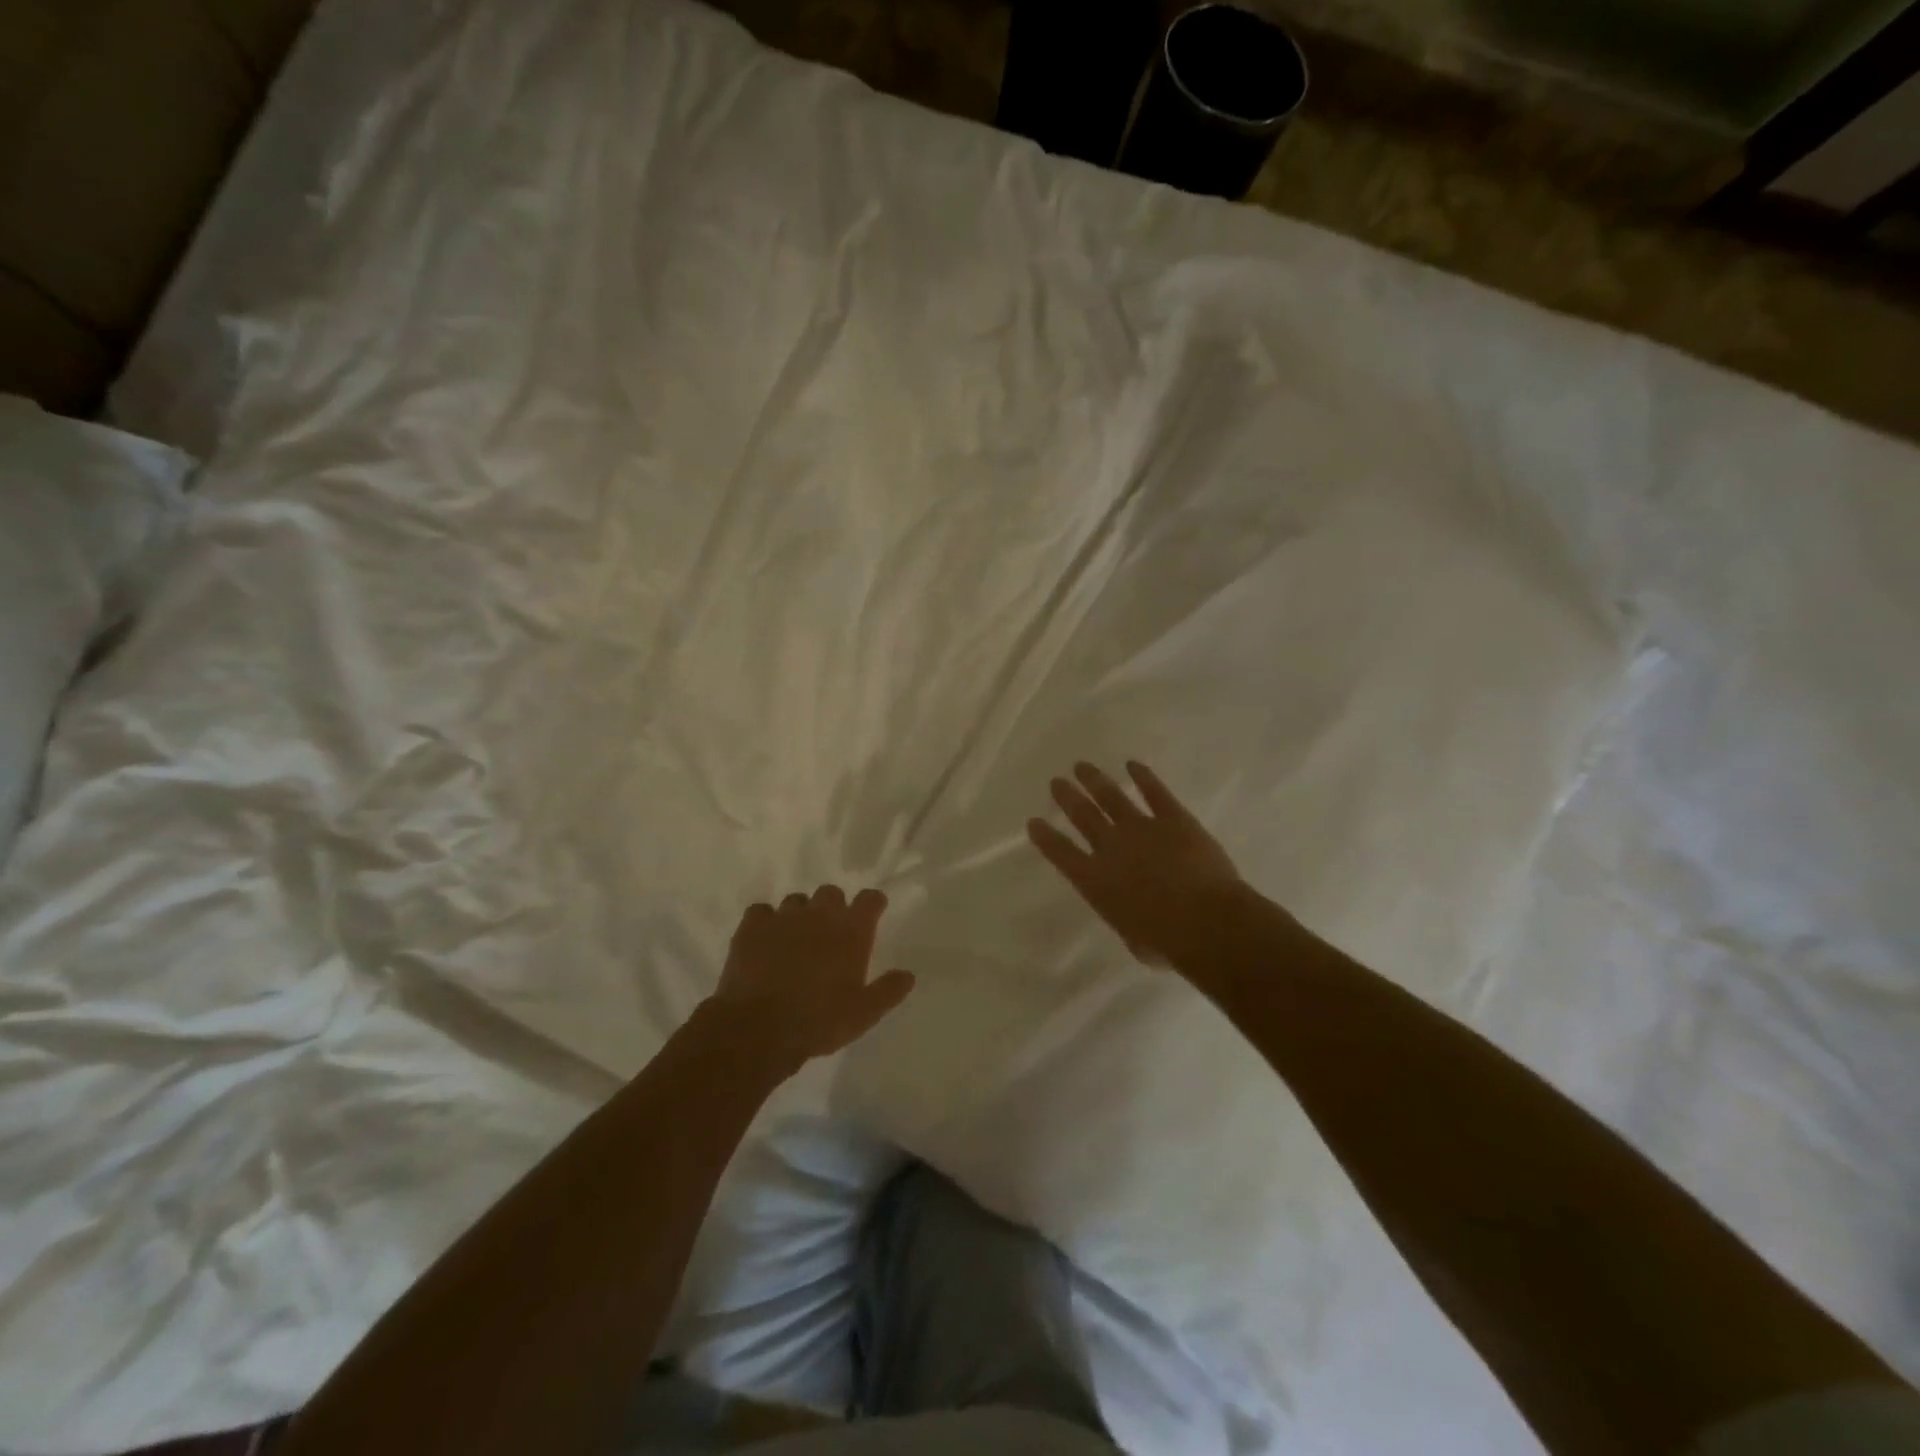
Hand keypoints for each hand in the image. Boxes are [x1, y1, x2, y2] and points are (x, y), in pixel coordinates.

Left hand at [711, 886, 915, 1068]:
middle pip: (831, 893)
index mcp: (851, 930)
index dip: (872, 903)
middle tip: (831, 934)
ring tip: (796, 939)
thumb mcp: (864, 1013)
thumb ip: (888, 990)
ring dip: (800, 915)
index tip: (872, 912)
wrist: (759, 1028)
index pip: (870, 899)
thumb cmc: (819, 1021)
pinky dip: (765, 922)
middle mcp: (820, 914)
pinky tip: (764, 940)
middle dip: (833, 907)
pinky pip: (761, 912)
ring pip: (796, 900)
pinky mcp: (752, 926)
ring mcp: (784, 917)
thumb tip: (908, 975)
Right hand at [1028, 760, 1246, 969]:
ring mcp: (1142, 829)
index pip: (1061, 853)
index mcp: (1095, 882)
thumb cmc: (1168, 942)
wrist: (1205, 921)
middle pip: (1083, 816)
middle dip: (1067, 798)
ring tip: (1082, 767)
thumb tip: (1137, 916)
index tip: (1033, 822)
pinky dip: (1143, 777)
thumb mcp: (1136, 941)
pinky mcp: (1173, 819)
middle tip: (1056, 782)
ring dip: (1095, 780)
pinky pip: (1155, 792)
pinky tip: (1133, 764)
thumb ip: (1129, 920)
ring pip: (1111, 797)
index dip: (1045, 838)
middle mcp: (1111, 848)